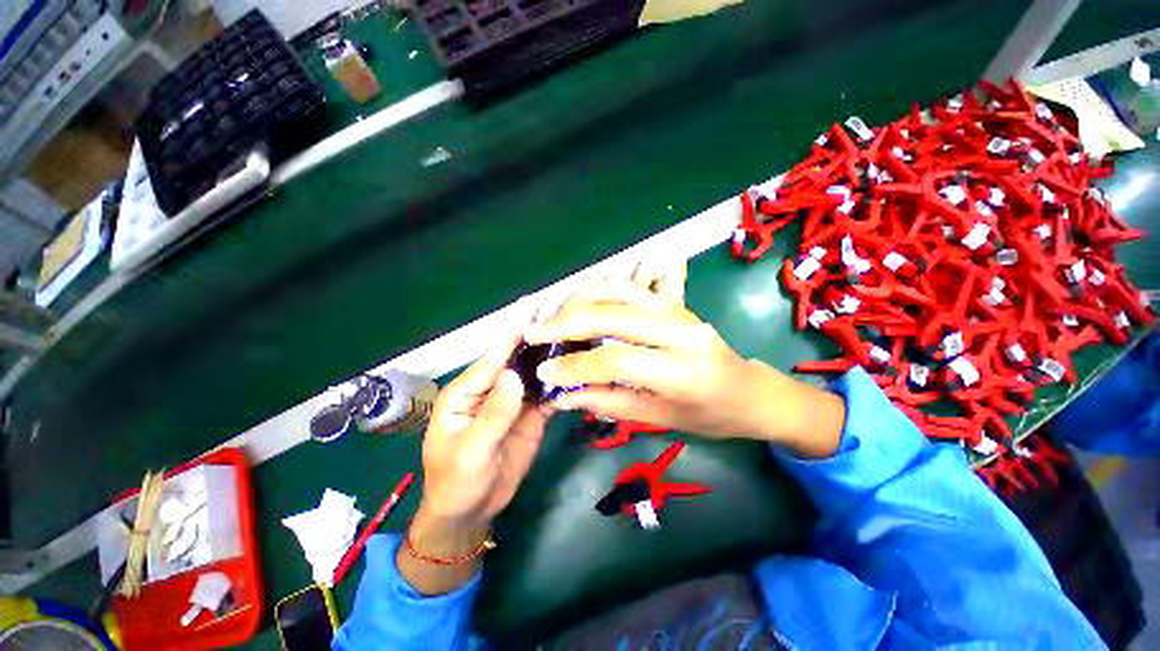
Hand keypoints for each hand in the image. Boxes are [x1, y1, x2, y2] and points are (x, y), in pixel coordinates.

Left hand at [401, 312, 550, 593]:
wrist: (471, 512)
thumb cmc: (456, 483)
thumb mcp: (471, 454)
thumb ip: (492, 415)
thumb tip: (513, 374)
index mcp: (467, 392)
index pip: (493, 358)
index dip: (512, 333)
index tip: (531, 308)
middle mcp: (492, 389)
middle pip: (516, 359)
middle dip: (537, 339)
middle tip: (563, 317)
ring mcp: (514, 401)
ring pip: (535, 374)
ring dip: (553, 358)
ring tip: (577, 338)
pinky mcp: (531, 414)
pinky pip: (548, 394)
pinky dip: (562, 384)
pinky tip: (578, 373)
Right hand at [524, 280, 844, 456]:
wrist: (751, 390)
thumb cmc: (711, 416)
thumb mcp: (660, 418)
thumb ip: (609, 402)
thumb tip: (563, 395)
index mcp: (683, 371)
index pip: (616, 360)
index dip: (575, 366)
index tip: (544, 374)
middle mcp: (681, 331)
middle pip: (613, 315)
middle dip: (567, 323)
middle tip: (534, 333)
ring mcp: (678, 310)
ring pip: (619, 290)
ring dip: (579, 300)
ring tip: (552, 318)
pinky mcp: (674, 302)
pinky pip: (630, 287)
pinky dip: (599, 291)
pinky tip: (579, 303)